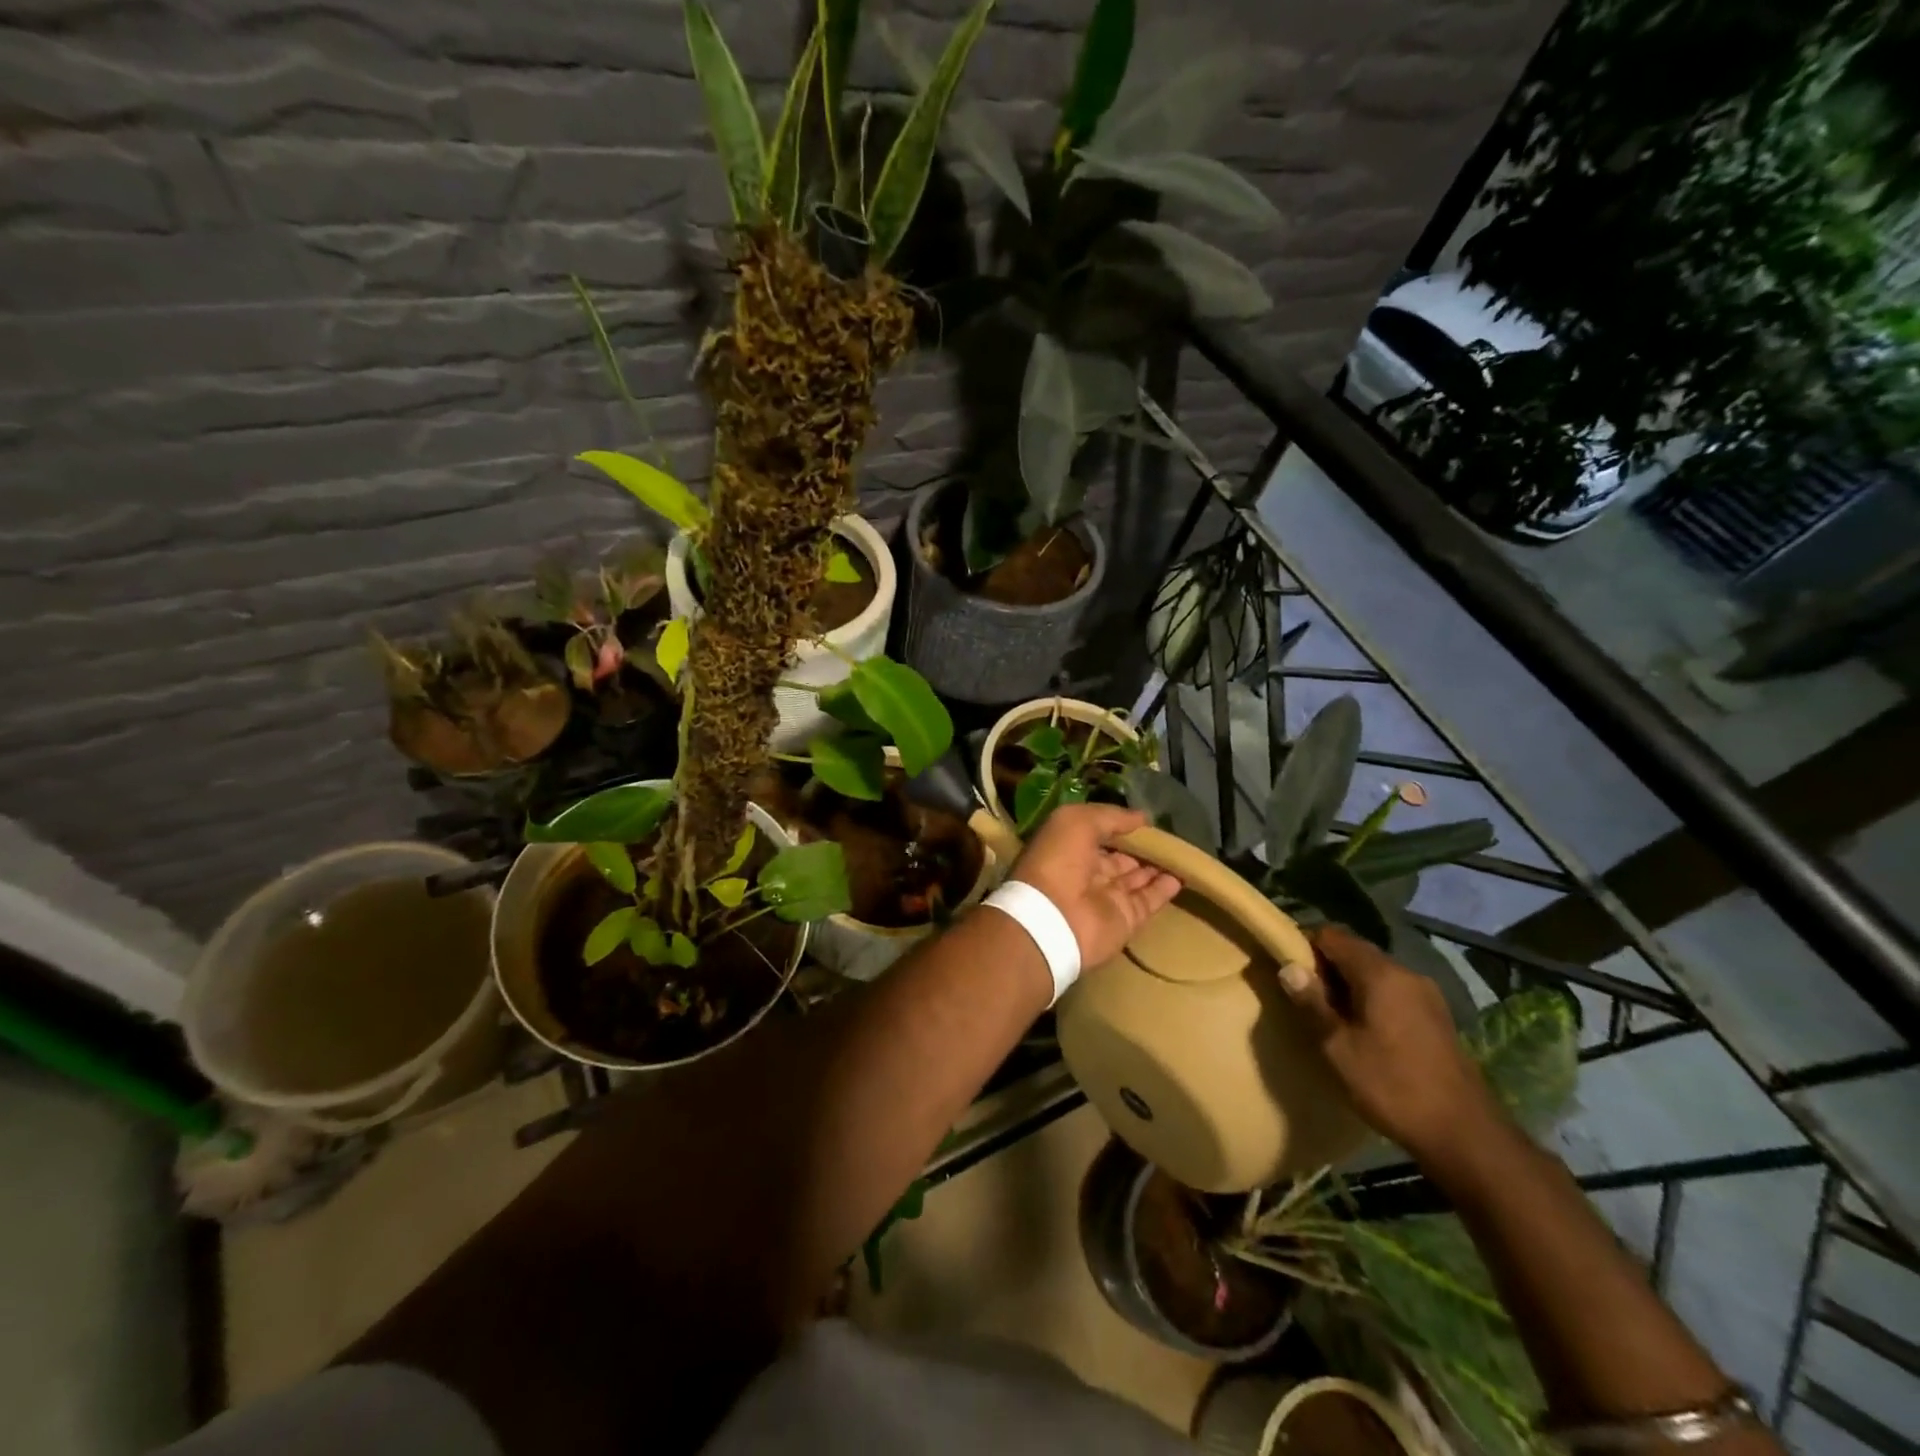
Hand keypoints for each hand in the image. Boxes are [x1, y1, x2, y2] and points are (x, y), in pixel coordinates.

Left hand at [1010, 805, 1180, 968]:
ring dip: (1158, 866)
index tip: (1147, 819)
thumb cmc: (1058, 860)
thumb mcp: (1077, 821)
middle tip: (1170, 836)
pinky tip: (1183, 874)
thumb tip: (1142, 818)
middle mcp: (1087, 872)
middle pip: (1121, 857)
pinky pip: (1149, 900)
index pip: (1100, 834)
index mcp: (1069, 847)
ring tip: (1182, 852)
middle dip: (1142, 847)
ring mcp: (1107, 897)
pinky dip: (1166, 889)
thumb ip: (1111, 817)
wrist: (1053, 918)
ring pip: (1138, 878)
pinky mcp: (1125, 919)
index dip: (1121, 826)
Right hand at [1280, 923, 1505, 1165]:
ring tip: (1329, 1016)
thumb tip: (1288, 967)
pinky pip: (1392, 991)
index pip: (1332, 935)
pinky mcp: (1436, 1017)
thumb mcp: (1338, 1048)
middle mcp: (1406, 973)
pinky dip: (1371, 999)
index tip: (1287, 971)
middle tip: (1303, 997)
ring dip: (1348, 985)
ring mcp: (1426, 995)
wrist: (1466, 1135)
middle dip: (1325, 967)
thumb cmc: (1393, 1087)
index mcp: (1380, 973)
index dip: (1304, 945)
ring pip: (1374, 972)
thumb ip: (1312, 1003)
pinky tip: (1362, 1030)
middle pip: (1355, 951)